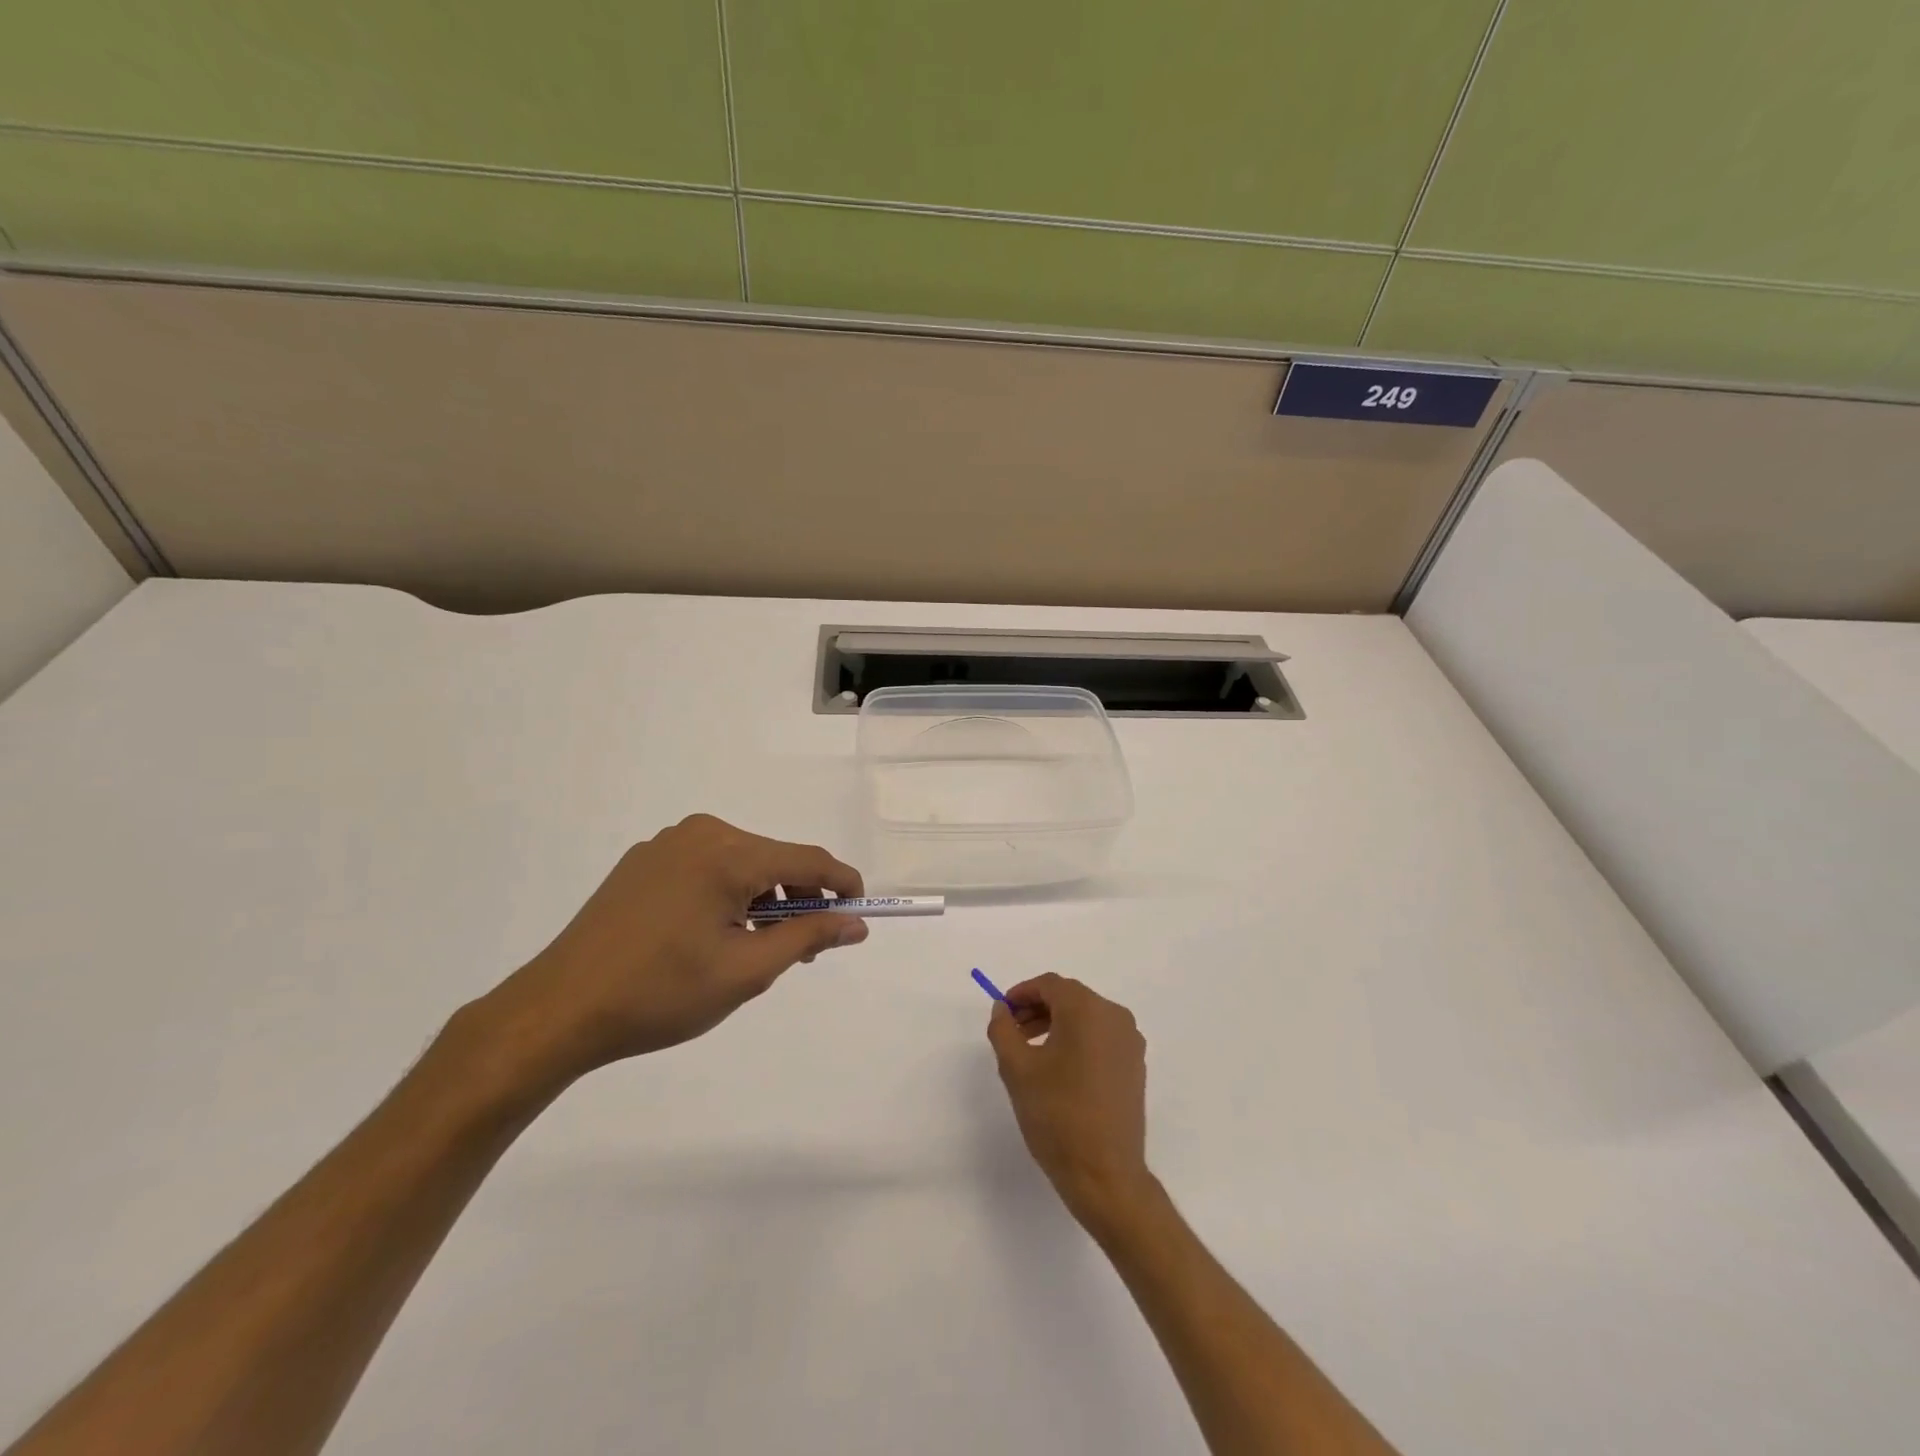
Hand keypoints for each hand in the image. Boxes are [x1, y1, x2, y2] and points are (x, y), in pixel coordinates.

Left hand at [474, 815, 866, 1084]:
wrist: (559, 1009)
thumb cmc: (662, 993)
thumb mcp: (747, 970)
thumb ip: (808, 937)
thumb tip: (856, 923)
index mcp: (728, 853)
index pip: (807, 859)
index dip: (842, 884)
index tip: (860, 914)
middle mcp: (701, 833)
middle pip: (774, 859)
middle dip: (799, 899)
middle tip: (804, 949)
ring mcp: (667, 844)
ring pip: (741, 863)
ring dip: (763, 899)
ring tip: (758, 947)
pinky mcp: (643, 861)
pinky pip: (707, 867)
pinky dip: (728, 894)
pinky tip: (714, 934)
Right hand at [987, 973, 1153, 1226]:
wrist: (1105, 1175)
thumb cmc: (1057, 1116)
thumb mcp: (1017, 1070)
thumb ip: (1003, 1029)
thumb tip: (1002, 1009)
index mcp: (1087, 1010)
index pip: (1050, 985)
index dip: (1022, 992)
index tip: (1002, 1011)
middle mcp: (1115, 1016)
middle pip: (1070, 998)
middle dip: (1037, 1008)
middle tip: (1011, 1031)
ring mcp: (1130, 1042)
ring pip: (1086, 1018)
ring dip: (1056, 1024)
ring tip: (1030, 1051)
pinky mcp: (1135, 1066)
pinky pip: (1101, 1038)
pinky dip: (1077, 1040)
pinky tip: (1058, 1068)